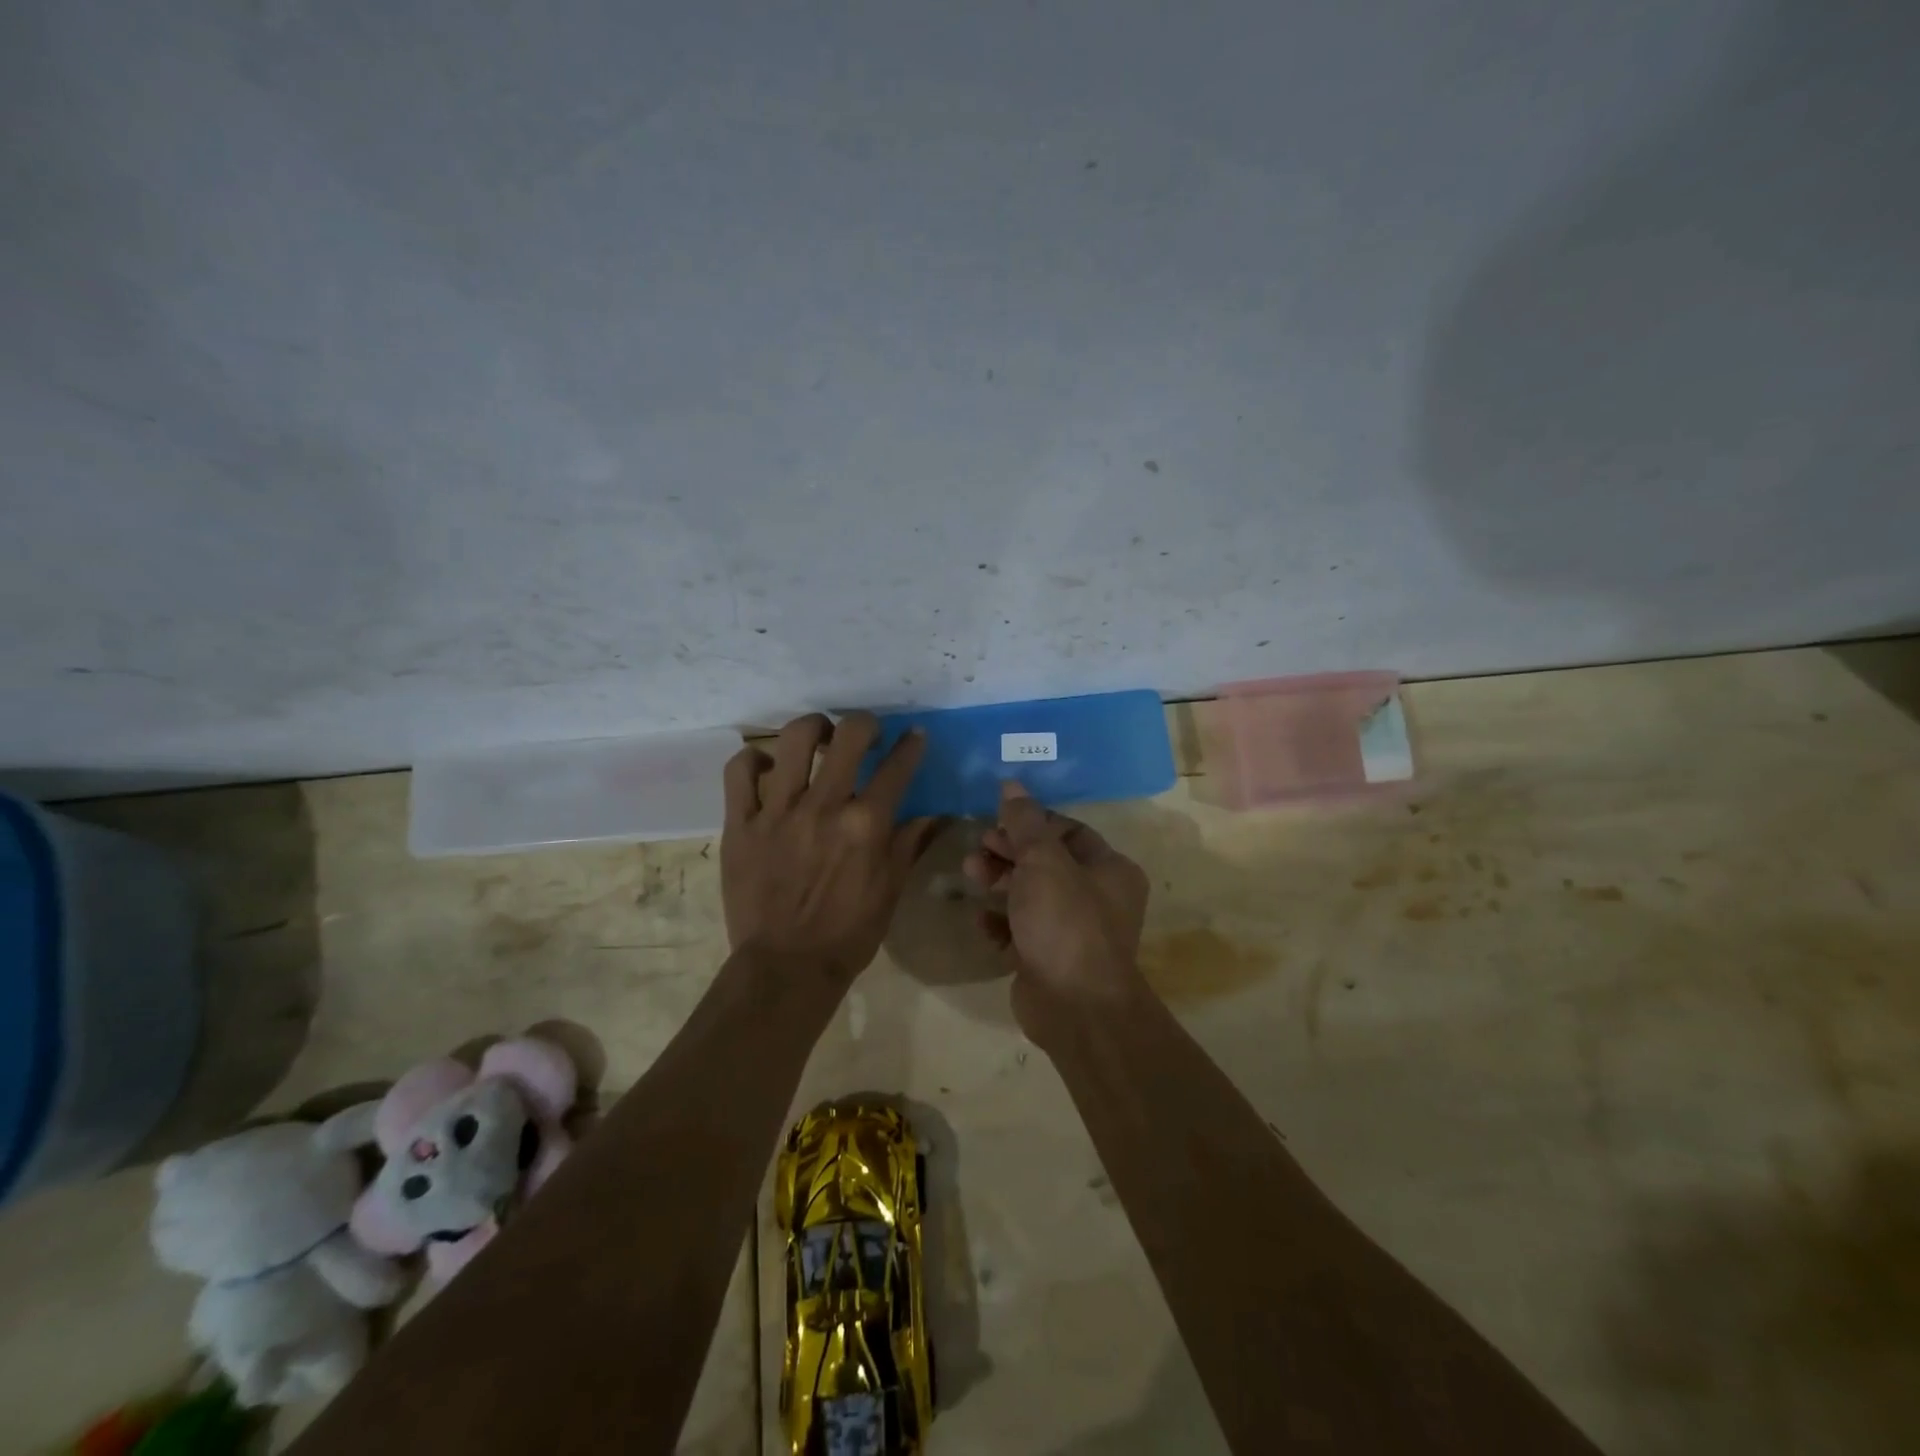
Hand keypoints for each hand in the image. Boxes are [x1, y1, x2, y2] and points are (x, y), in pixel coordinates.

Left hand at [720, 712, 938, 985]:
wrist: (785, 968)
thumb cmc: (848, 933)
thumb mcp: (890, 890)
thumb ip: (909, 843)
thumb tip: (936, 814)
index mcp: (866, 825)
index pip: (897, 767)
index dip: (911, 745)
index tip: (913, 736)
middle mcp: (824, 807)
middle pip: (849, 736)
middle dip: (866, 723)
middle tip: (866, 733)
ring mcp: (778, 812)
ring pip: (792, 740)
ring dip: (813, 727)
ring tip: (818, 735)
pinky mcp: (741, 824)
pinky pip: (739, 772)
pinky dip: (753, 760)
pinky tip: (767, 766)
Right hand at [963, 782, 1151, 1039]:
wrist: (1074, 1007)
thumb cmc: (1065, 923)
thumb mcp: (1043, 862)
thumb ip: (1025, 823)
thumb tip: (1012, 785)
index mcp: (1110, 869)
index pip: (1068, 831)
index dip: (1031, 823)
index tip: (997, 821)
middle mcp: (1098, 897)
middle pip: (1046, 862)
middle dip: (1009, 853)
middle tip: (977, 849)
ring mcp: (1074, 931)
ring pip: (1031, 895)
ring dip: (999, 883)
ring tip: (971, 875)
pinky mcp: (1049, 958)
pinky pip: (1021, 930)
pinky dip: (1001, 923)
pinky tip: (981, 921)